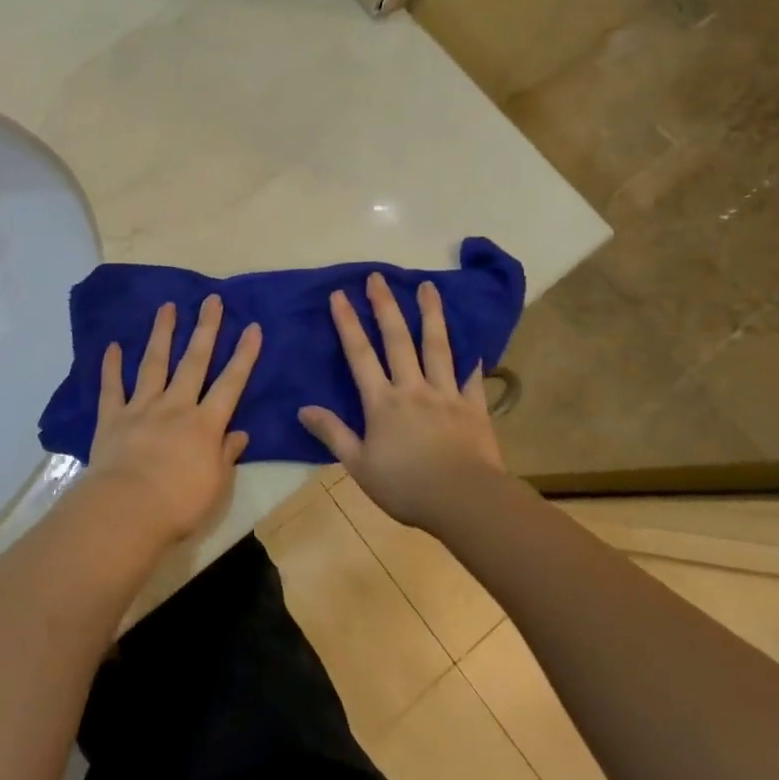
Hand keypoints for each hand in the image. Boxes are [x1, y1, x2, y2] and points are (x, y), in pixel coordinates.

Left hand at [85, 295, 262, 544]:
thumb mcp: (216, 485)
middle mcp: (175, 406)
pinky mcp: (112, 418)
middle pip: (193, 362)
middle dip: (205, 329)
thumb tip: (239, 433)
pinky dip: (111, 366)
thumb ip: (226, 455)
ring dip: (162, 334)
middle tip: (211, 300)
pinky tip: (113, 346)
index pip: (231, 384)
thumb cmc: (179, 504)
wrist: (127, 510)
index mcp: (205, 424)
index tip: (252, 327)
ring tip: (166, 307)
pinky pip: (111, 387)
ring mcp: (141, 408)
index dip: (243, 355)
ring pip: (154, 364)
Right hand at [299, 273, 504, 530]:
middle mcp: (412, 388)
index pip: (360, 354)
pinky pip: (471, 377)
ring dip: (431, 314)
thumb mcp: (359, 466)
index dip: (348, 322)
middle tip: (377, 278)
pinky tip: (474, 343)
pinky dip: (471, 360)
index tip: (339, 294)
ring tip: (428, 287)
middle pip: (397, 339)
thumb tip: (303, 409)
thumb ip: (332, 434)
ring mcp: (446, 394)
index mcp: (382, 402)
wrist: (464, 501)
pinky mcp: (473, 407)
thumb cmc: (406, 486)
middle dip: (385, 306)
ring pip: (437, 347)